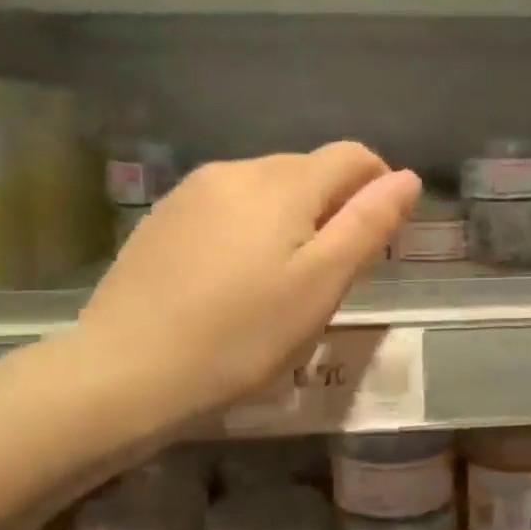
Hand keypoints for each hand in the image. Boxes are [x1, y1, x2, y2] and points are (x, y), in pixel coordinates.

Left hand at [76, 144, 419, 429]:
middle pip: (308, 169)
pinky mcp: (163, 216)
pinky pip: (227, 205)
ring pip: (266, 187)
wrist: (123, 372)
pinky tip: (233, 277)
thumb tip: (407, 178)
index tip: (378, 236)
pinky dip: (249, 227)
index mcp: (282, 184)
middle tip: (330, 272)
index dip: (379, 186)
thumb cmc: (240, 337)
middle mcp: (237, 170)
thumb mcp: (320, 287)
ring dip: (291, 217)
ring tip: (280, 279)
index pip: (352, 157)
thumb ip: (367, 226)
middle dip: (333, 206)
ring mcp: (193, 191)